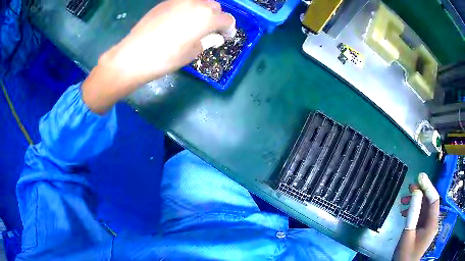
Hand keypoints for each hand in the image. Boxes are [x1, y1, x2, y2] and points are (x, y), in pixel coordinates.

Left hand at [82, 0, 234, 112]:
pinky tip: (177, 22)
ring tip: (194, 25)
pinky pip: (183, 3)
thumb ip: (208, 41)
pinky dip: (187, 10)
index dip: (229, 29)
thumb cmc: (166, 57)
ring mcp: (179, 1)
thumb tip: (216, 37)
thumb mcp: (192, 53)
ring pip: (199, 2)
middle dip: (216, 18)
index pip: (227, 19)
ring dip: (202, 12)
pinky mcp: (165, 3)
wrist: (135, 54)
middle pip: (215, 7)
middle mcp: (196, 4)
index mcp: (207, 17)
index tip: (224, 37)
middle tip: (209, 30)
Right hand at [393, 174, 439, 260]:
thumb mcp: (408, 234)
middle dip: (420, 193)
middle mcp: (433, 222)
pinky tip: (405, 212)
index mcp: (432, 223)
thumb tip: (415, 192)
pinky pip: (421, 216)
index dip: (428, 186)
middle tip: (409, 186)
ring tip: (403, 200)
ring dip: (415, 202)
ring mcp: (428, 226)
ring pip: (425, 208)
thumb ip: (413, 213)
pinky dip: (414, 211)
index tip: (419, 177)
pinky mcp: (422, 230)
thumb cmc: (405, 254)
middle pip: (429, 202)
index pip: (434, 199)